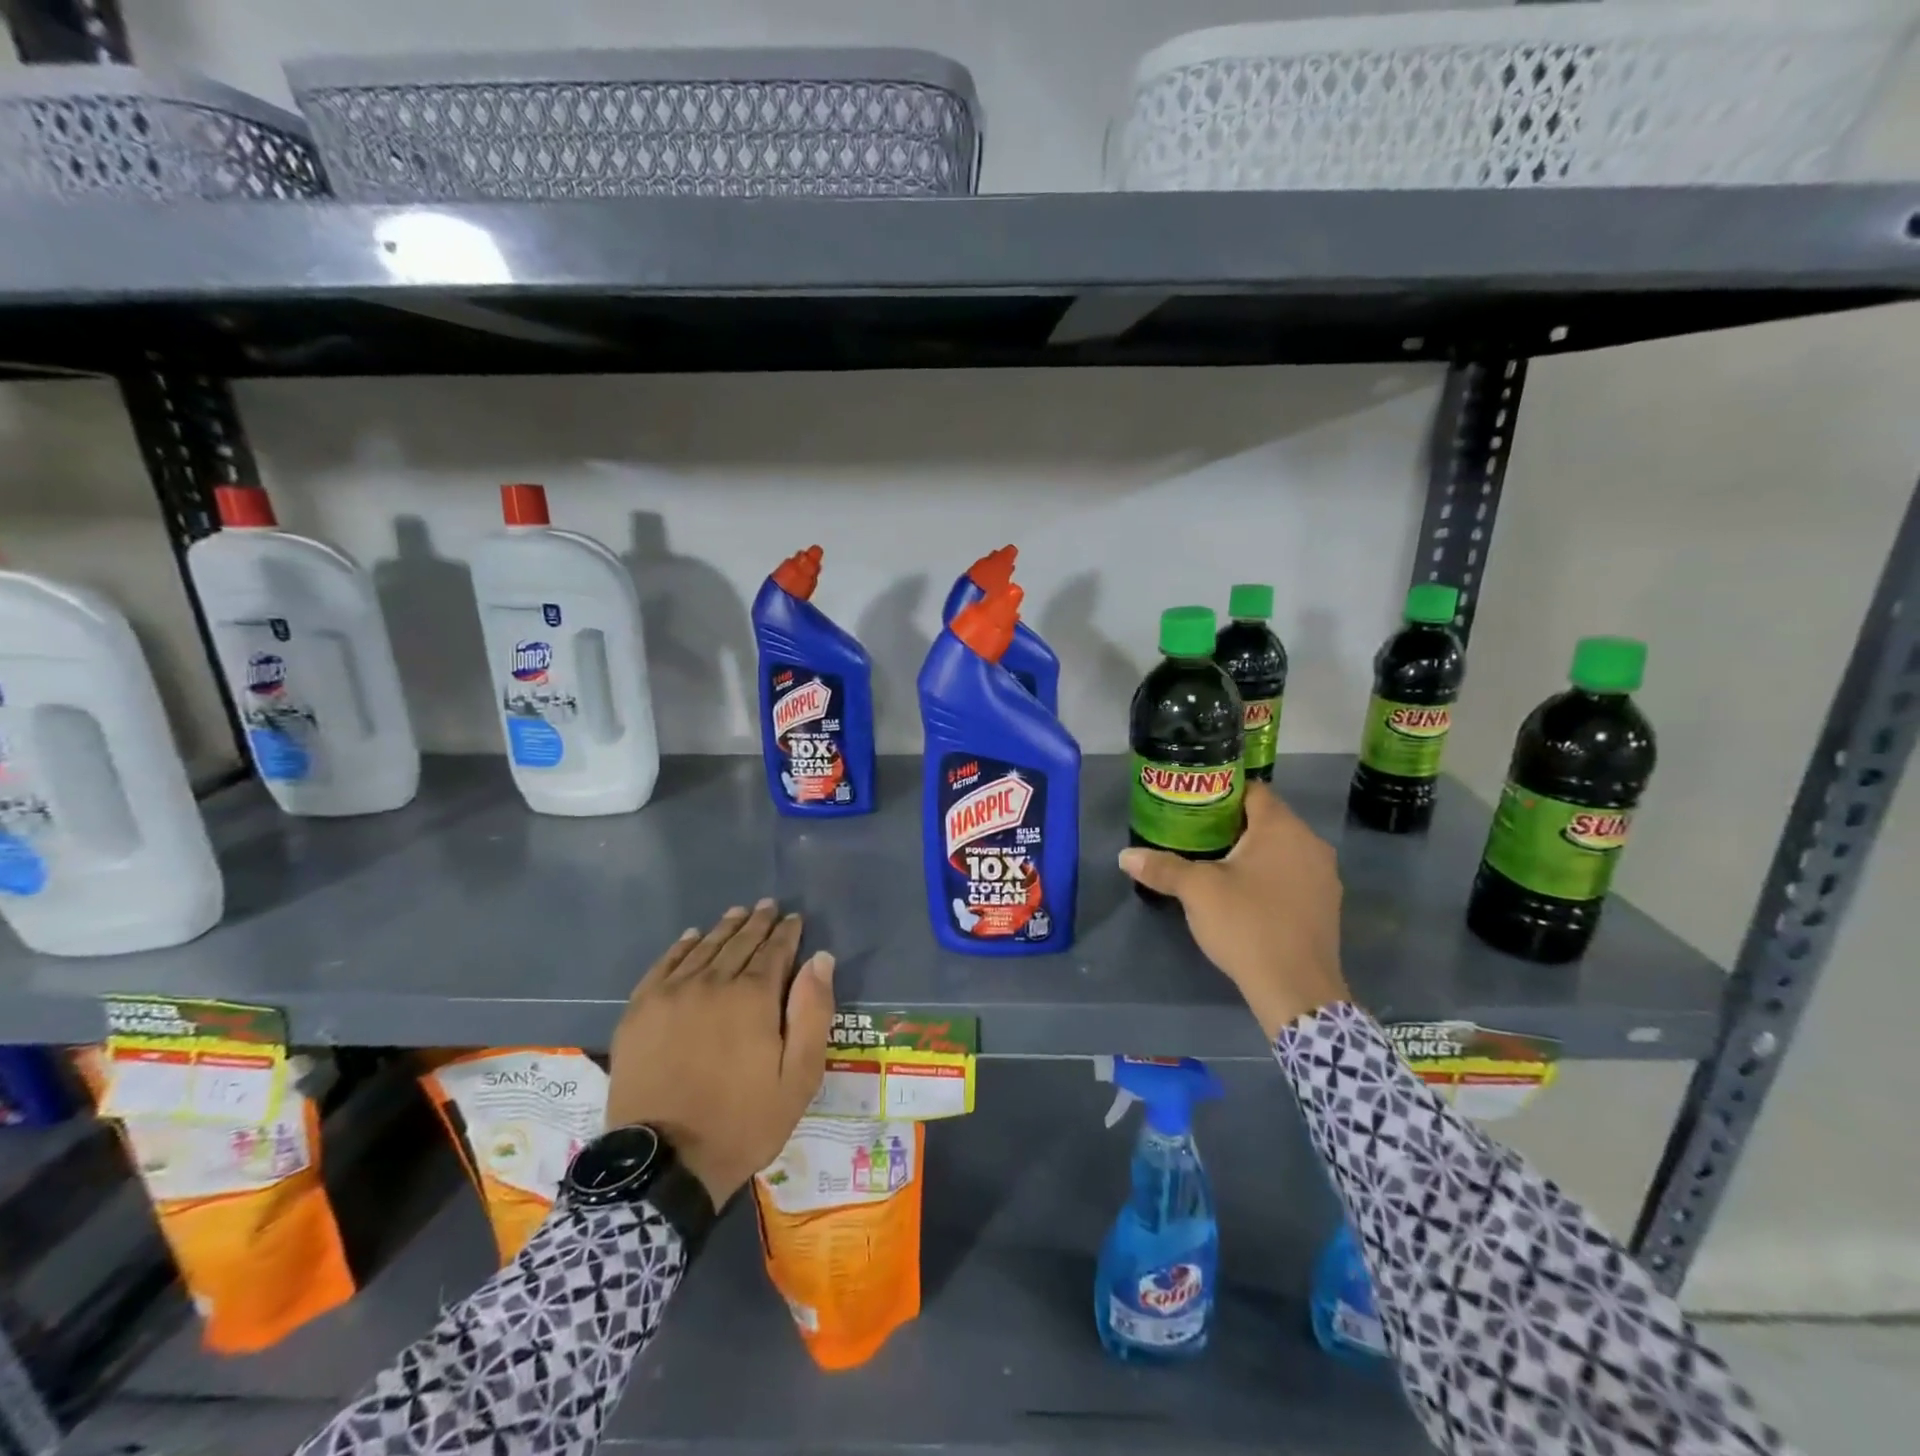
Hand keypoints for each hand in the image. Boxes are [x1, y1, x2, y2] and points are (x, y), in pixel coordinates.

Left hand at [606, 900, 835, 1207]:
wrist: (665, 1164)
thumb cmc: (743, 1122)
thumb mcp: (799, 1077)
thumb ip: (813, 1013)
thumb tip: (820, 959)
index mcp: (753, 997)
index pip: (775, 951)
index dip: (787, 933)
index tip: (794, 919)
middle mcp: (712, 983)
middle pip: (739, 943)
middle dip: (758, 923)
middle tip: (768, 906)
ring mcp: (671, 994)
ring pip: (704, 948)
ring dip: (724, 928)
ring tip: (738, 913)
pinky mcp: (639, 1011)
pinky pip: (664, 965)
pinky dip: (681, 946)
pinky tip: (691, 936)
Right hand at [1119, 784, 1350, 1039]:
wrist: (1296, 989)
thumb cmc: (1247, 924)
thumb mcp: (1197, 891)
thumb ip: (1162, 868)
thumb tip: (1125, 857)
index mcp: (1281, 828)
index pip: (1252, 790)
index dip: (1221, 793)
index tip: (1194, 805)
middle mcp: (1310, 843)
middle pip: (1267, 819)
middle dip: (1232, 824)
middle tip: (1196, 834)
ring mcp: (1324, 875)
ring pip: (1282, 849)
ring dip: (1253, 852)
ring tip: (1216, 864)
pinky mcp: (1326, 905)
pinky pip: (1294, 875)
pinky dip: (1270, 876)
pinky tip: (1246, 895)